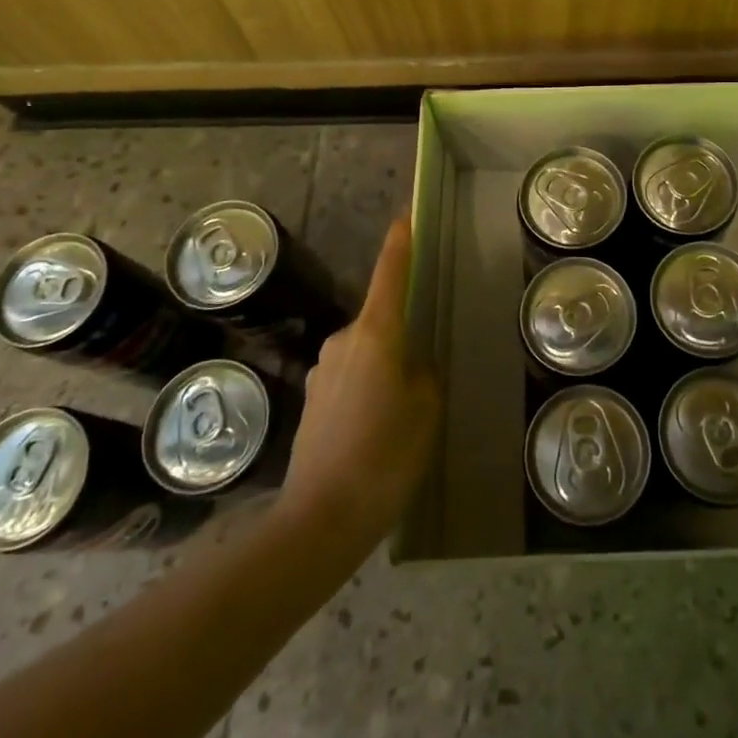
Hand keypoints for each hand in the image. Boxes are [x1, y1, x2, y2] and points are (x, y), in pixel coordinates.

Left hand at [278, 216, 439, 555]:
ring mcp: (321, 371)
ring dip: (384, 369)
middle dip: (402, 337)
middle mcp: (343, 342)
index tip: (405, 217)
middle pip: (380, 321)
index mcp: (375, 334)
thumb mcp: (426, 409)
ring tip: (402, 416)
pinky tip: (376, 432)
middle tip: (424, 377)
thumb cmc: (385, 455)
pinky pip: (350, 379)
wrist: (320, 520)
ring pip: (365, 354)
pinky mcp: (311, 401)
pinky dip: (367, 392)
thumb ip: (423, 373)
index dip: (399, 245)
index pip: (390, 276)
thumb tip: (410, 363)